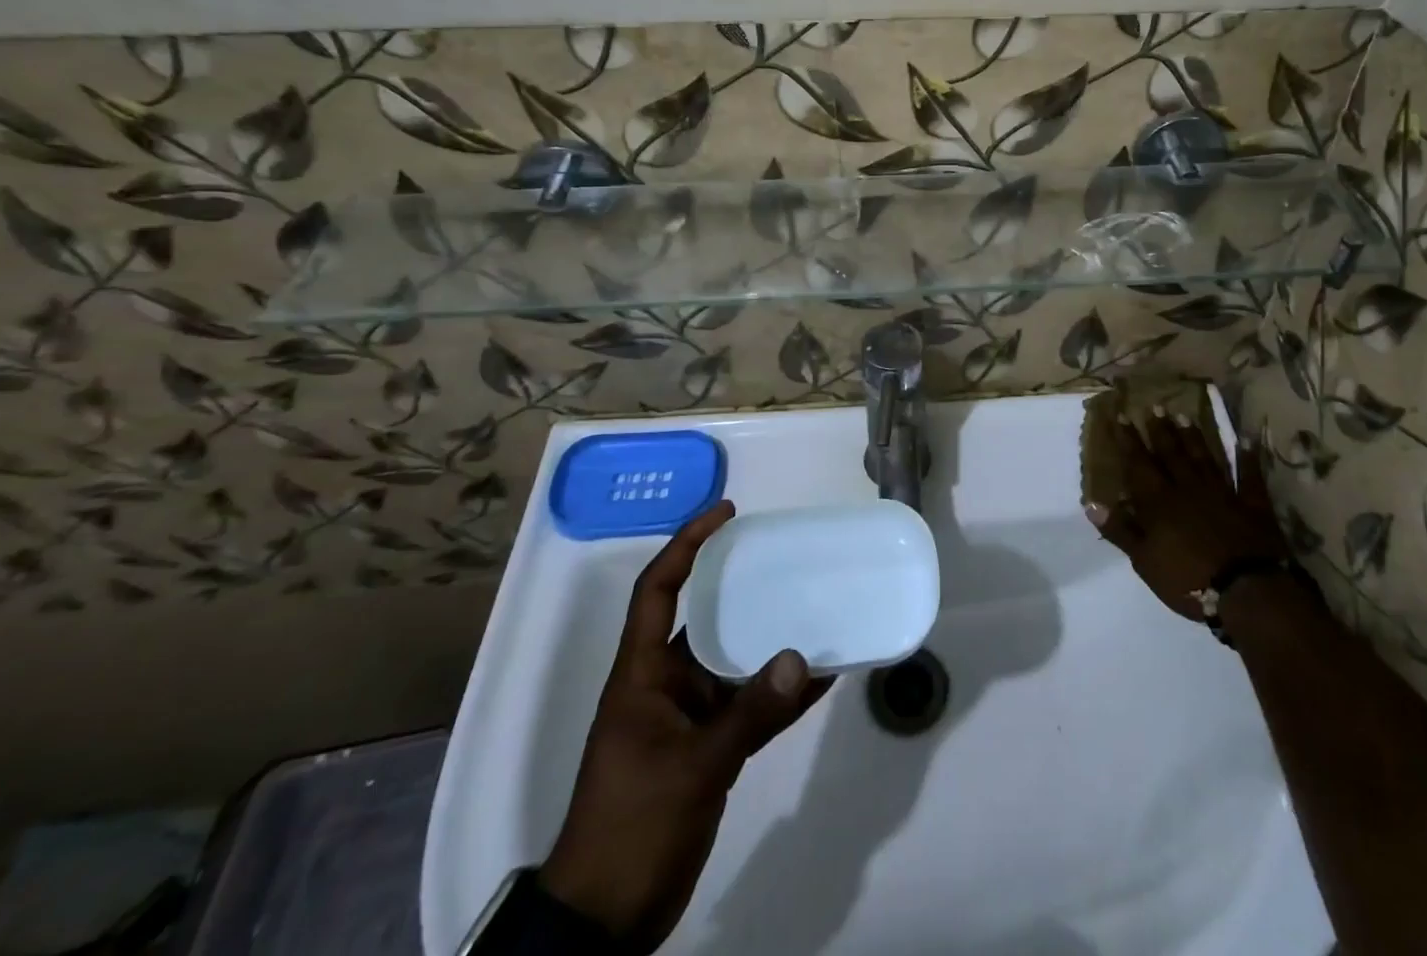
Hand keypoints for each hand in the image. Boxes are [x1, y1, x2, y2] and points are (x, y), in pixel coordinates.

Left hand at [540, 501, 833, 950]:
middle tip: (787, 555)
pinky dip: (781, 693)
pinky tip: (821, 677)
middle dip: (742, 586)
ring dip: (771, 642)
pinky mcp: (709, 749)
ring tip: (816, 608)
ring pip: (735, 661)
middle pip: (706, 618)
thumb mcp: (692, 768)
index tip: (725, 512)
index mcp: (642, 674)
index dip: (686, 544)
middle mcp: (666, 684)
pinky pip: (751, 706)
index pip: (658, 590)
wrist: (605, 921)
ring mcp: (688, 717)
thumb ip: (749, 714)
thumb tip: (802, 657)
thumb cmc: (631, 827)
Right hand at [1085, 408, 1289, 621]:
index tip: (1121, 416)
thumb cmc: (1187, 578)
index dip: (1129, 440)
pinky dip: (1247, 457)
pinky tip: (1245, 439)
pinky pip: (1248, 475)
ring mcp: (1222, 493)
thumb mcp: (1144, 561)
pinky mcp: (1251, 504)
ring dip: (1193, 437)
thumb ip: (1120, 530)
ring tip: (1184, 415)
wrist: (1246, 590)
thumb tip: (1091, 504)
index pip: (1139, 464)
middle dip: (1160, 430)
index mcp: (1160, 501)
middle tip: (1154, 406)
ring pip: (1204, 457)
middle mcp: (1188, 488)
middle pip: (1172, 453)